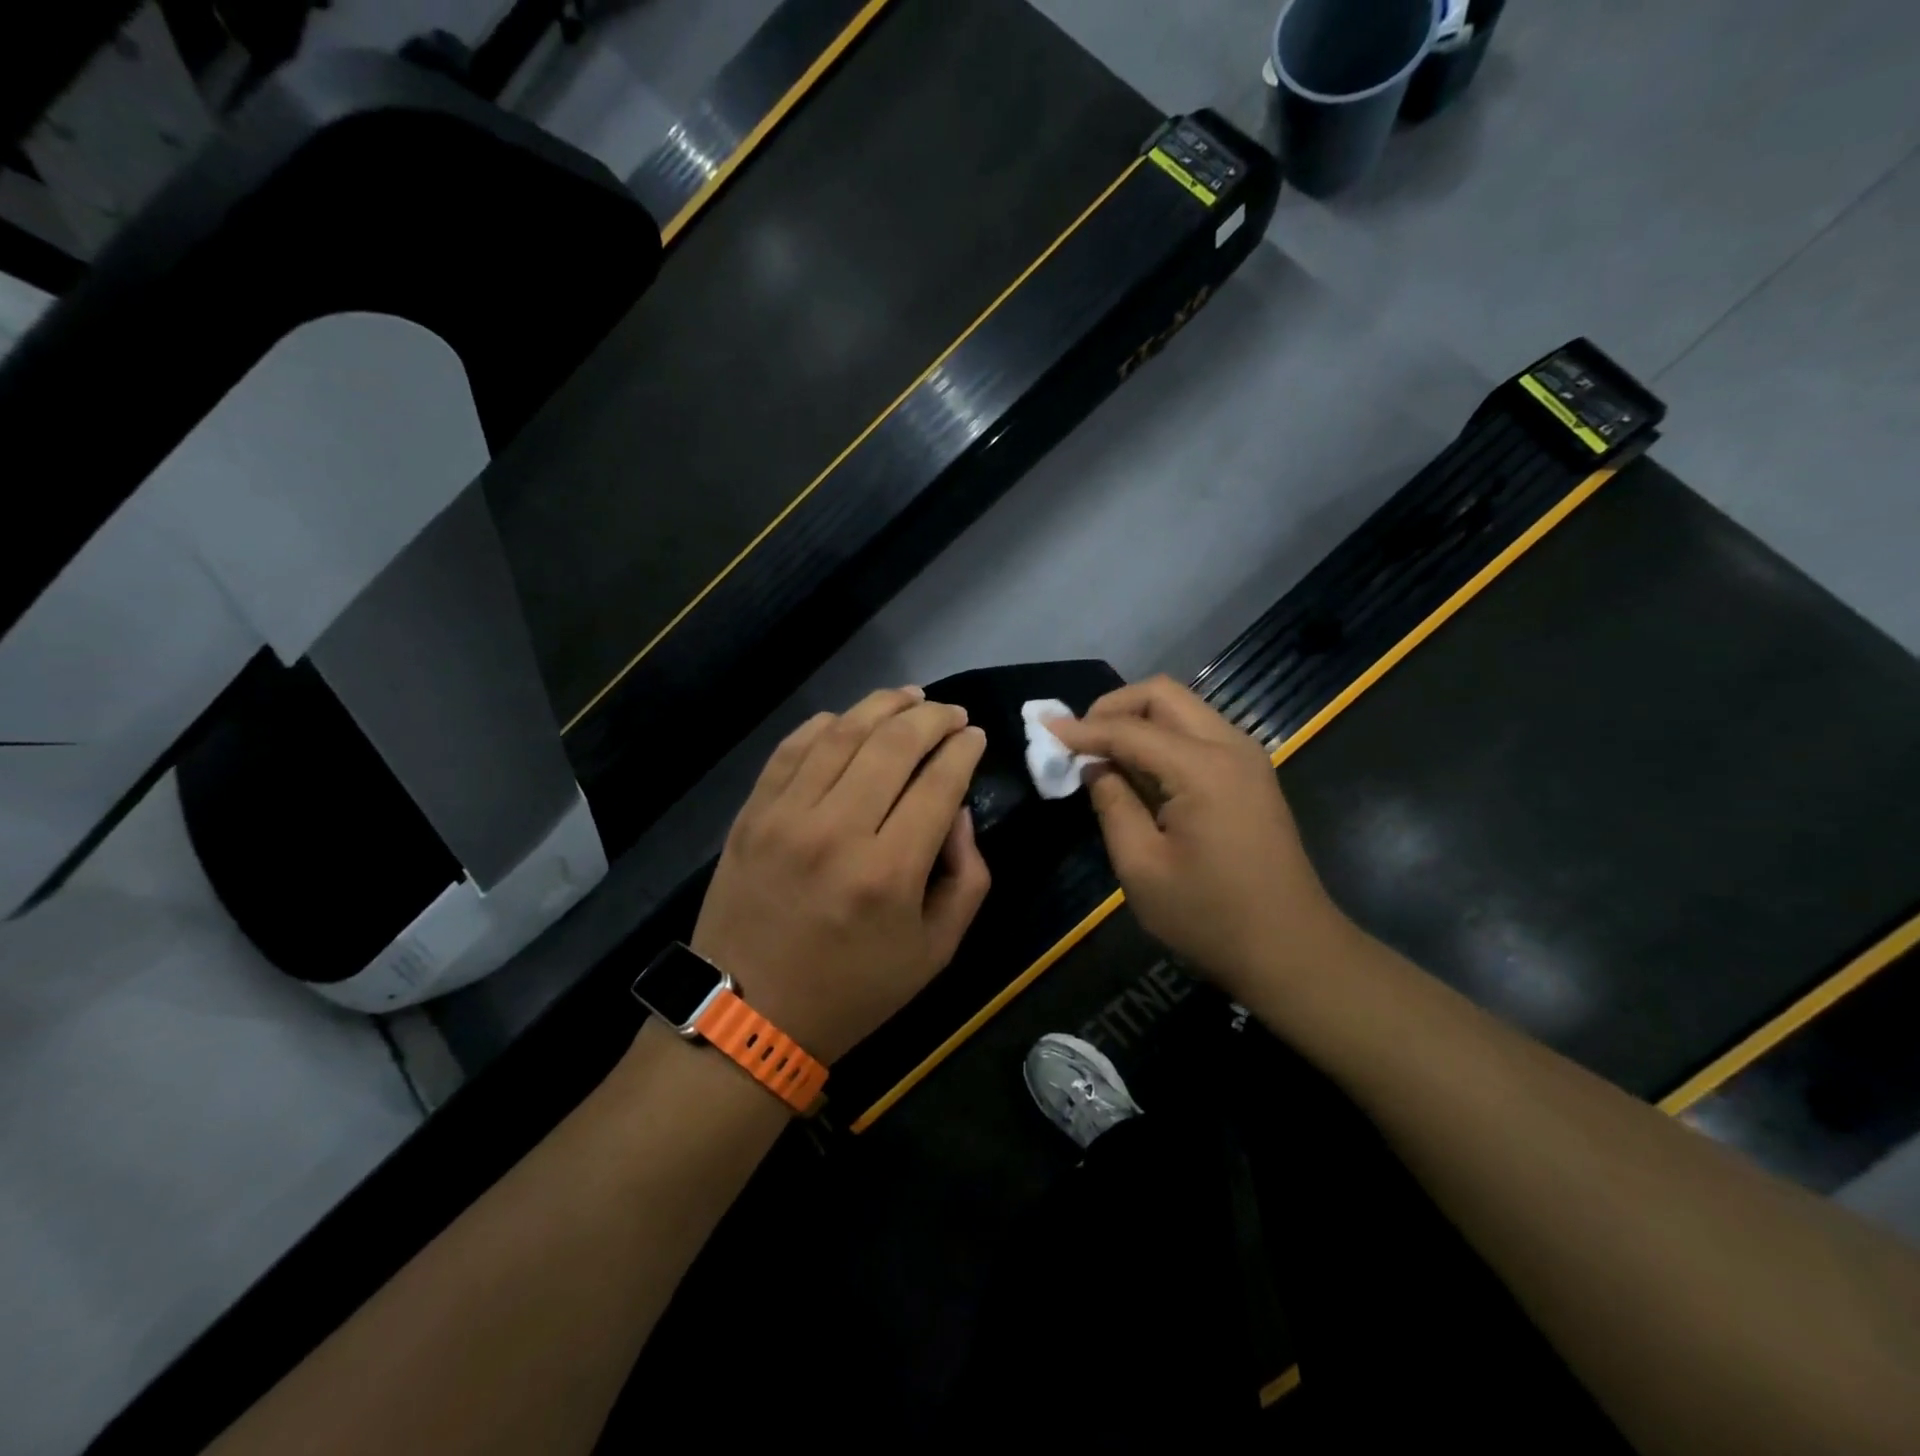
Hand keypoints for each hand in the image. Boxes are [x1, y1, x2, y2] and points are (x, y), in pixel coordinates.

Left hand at [689, 687, 990, 1063]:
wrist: (748, 1017)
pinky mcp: (751, 814)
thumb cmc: (852, 991)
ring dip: (881, 706)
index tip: (976, 736)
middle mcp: (836, 831)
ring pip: (841, 734)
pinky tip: (848, 720)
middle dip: (932, 717)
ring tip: (910, 697)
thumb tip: (958, 812)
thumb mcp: (935, 952)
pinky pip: (792, 749)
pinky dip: (825, 724)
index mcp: (888, 872)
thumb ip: (967, 878)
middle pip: (893, 744)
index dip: (964, 750)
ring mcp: (785, 817)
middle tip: (951, 713)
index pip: (938, 783)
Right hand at [1050, 676, 1348, 998]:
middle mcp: (1230, 746)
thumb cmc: (1209, 916)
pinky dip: (1161, 736)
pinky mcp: (1250, 774)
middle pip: (1162, 695)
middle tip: (1079, 738)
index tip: (1044, 729)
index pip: (1129, 729)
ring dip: (1137, 719)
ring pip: (1182, 708)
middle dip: (1113, 707)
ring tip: (1101, 753)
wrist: (1291, 950)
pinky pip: (1197, 733)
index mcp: (1203, 768)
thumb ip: (1112, 804)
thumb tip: (1095, 767)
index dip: (1082, 729)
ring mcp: (1246, 757)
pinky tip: (1137, 768)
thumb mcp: (1142, 866)